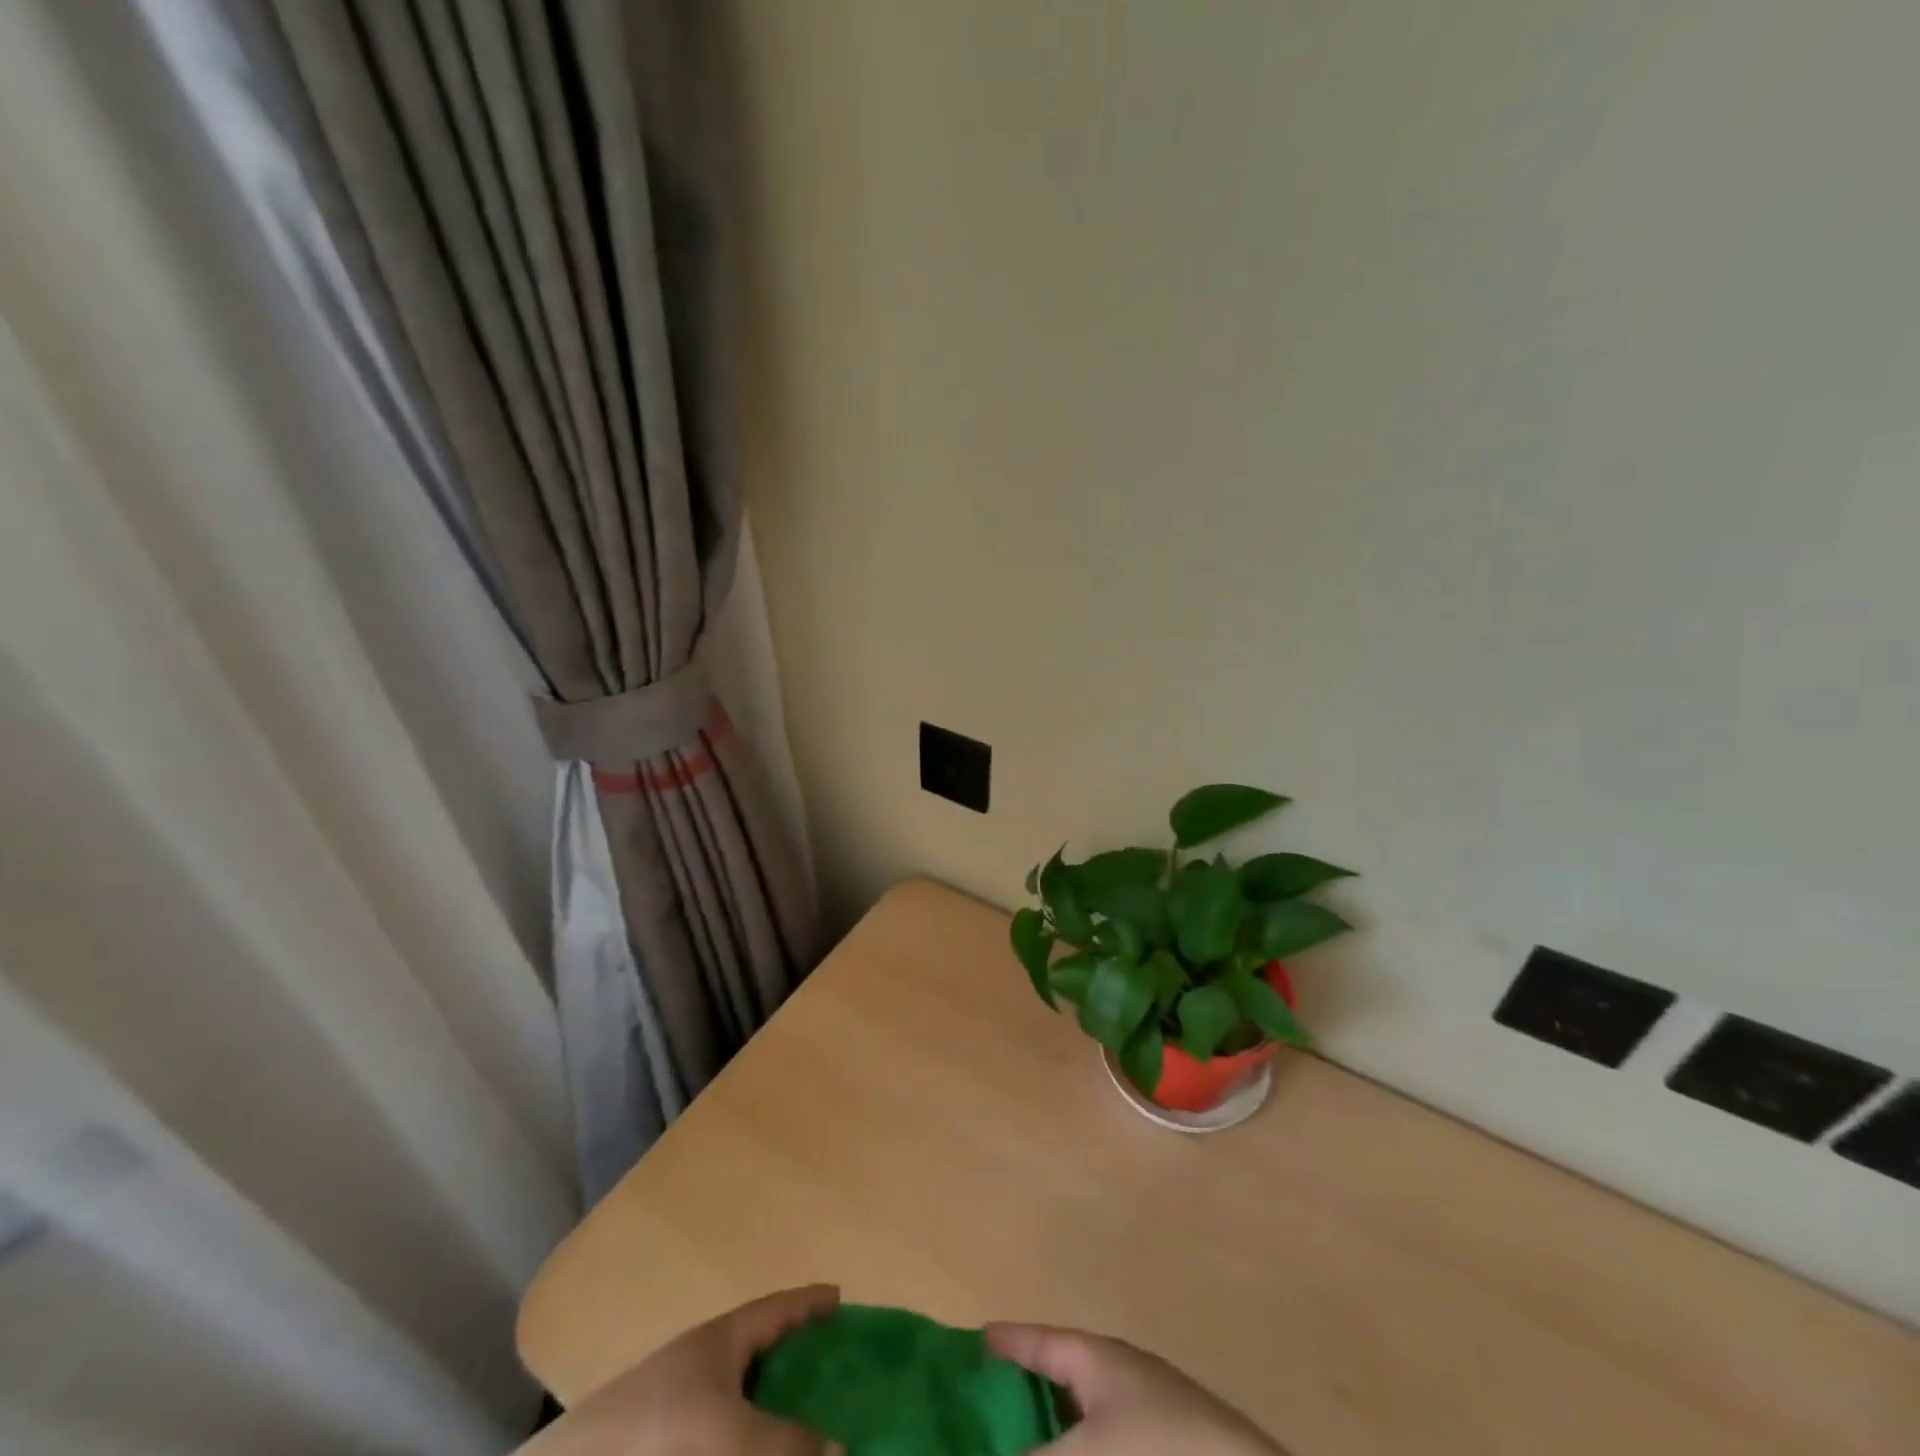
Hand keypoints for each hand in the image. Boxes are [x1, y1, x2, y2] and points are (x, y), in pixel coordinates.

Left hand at [521, 1285, 842, 1455]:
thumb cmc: (660, 1432)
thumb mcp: (731, 1435)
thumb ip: (786, 1443)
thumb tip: (842, 1448)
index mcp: (723, 1337)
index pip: (777, 1307)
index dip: (809, 1302)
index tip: (840, 1298)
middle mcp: (705, 1360)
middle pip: (761, 1348)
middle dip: (796, 1356)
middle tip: (835, 1368)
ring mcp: (682, 1401)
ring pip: (741, 1394)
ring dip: (772, 1406)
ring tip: (805, 1421)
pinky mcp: (666, 1442)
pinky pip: (722, 1431)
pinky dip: (747, 1438)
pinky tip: (755, 1451)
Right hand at [986, 1322, 1284, 1455]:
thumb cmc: (1159, 1449)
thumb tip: (998, 1454)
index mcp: (1098, 1358)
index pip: (1041, 1340)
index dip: (1008, 1341)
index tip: (975, 1338)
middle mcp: (1122, 1378)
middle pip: (1062, 1379)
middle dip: (1027, 1394)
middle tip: (985, 1408)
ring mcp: (1149, 1417)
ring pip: (1087, 1420)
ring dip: (1057, 1433)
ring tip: (1025, 1442)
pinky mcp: (1168, 1449)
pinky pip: (1110, 1443)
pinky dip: (1085, 1450)